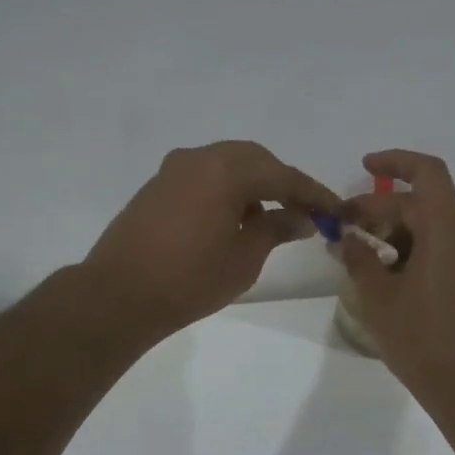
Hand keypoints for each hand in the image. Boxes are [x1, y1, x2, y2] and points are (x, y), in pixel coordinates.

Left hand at [83, 141, 337, 344]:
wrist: (118, 295)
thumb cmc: (190, 280)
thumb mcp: (244, 258)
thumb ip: (276, 229)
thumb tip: (300, 217)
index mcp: (226, 170)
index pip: (283, 175)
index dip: (313, 194)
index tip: (336, 210)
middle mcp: (199, 158)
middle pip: (254, 160)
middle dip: (283, 182)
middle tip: (305, 211)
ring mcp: (173, 169)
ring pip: (227, 164)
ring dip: (253, 184)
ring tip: (270, 219)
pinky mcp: (157, 185)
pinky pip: (204, 176)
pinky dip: (226, 189)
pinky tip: (234, 218)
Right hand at [338, 150, 454, 411]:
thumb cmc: (423, 340)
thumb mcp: (379, 299)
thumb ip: (359, 259)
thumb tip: (345, 239)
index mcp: (448, 230)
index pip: (426, 173)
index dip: (395, 162)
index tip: (364, 167)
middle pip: (422, 203)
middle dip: (379, 209)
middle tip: (342, 229)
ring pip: (432, 227)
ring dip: (394, 231)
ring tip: (356, 252)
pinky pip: (442, 248)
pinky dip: (413, 249)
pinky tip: (384, 271)